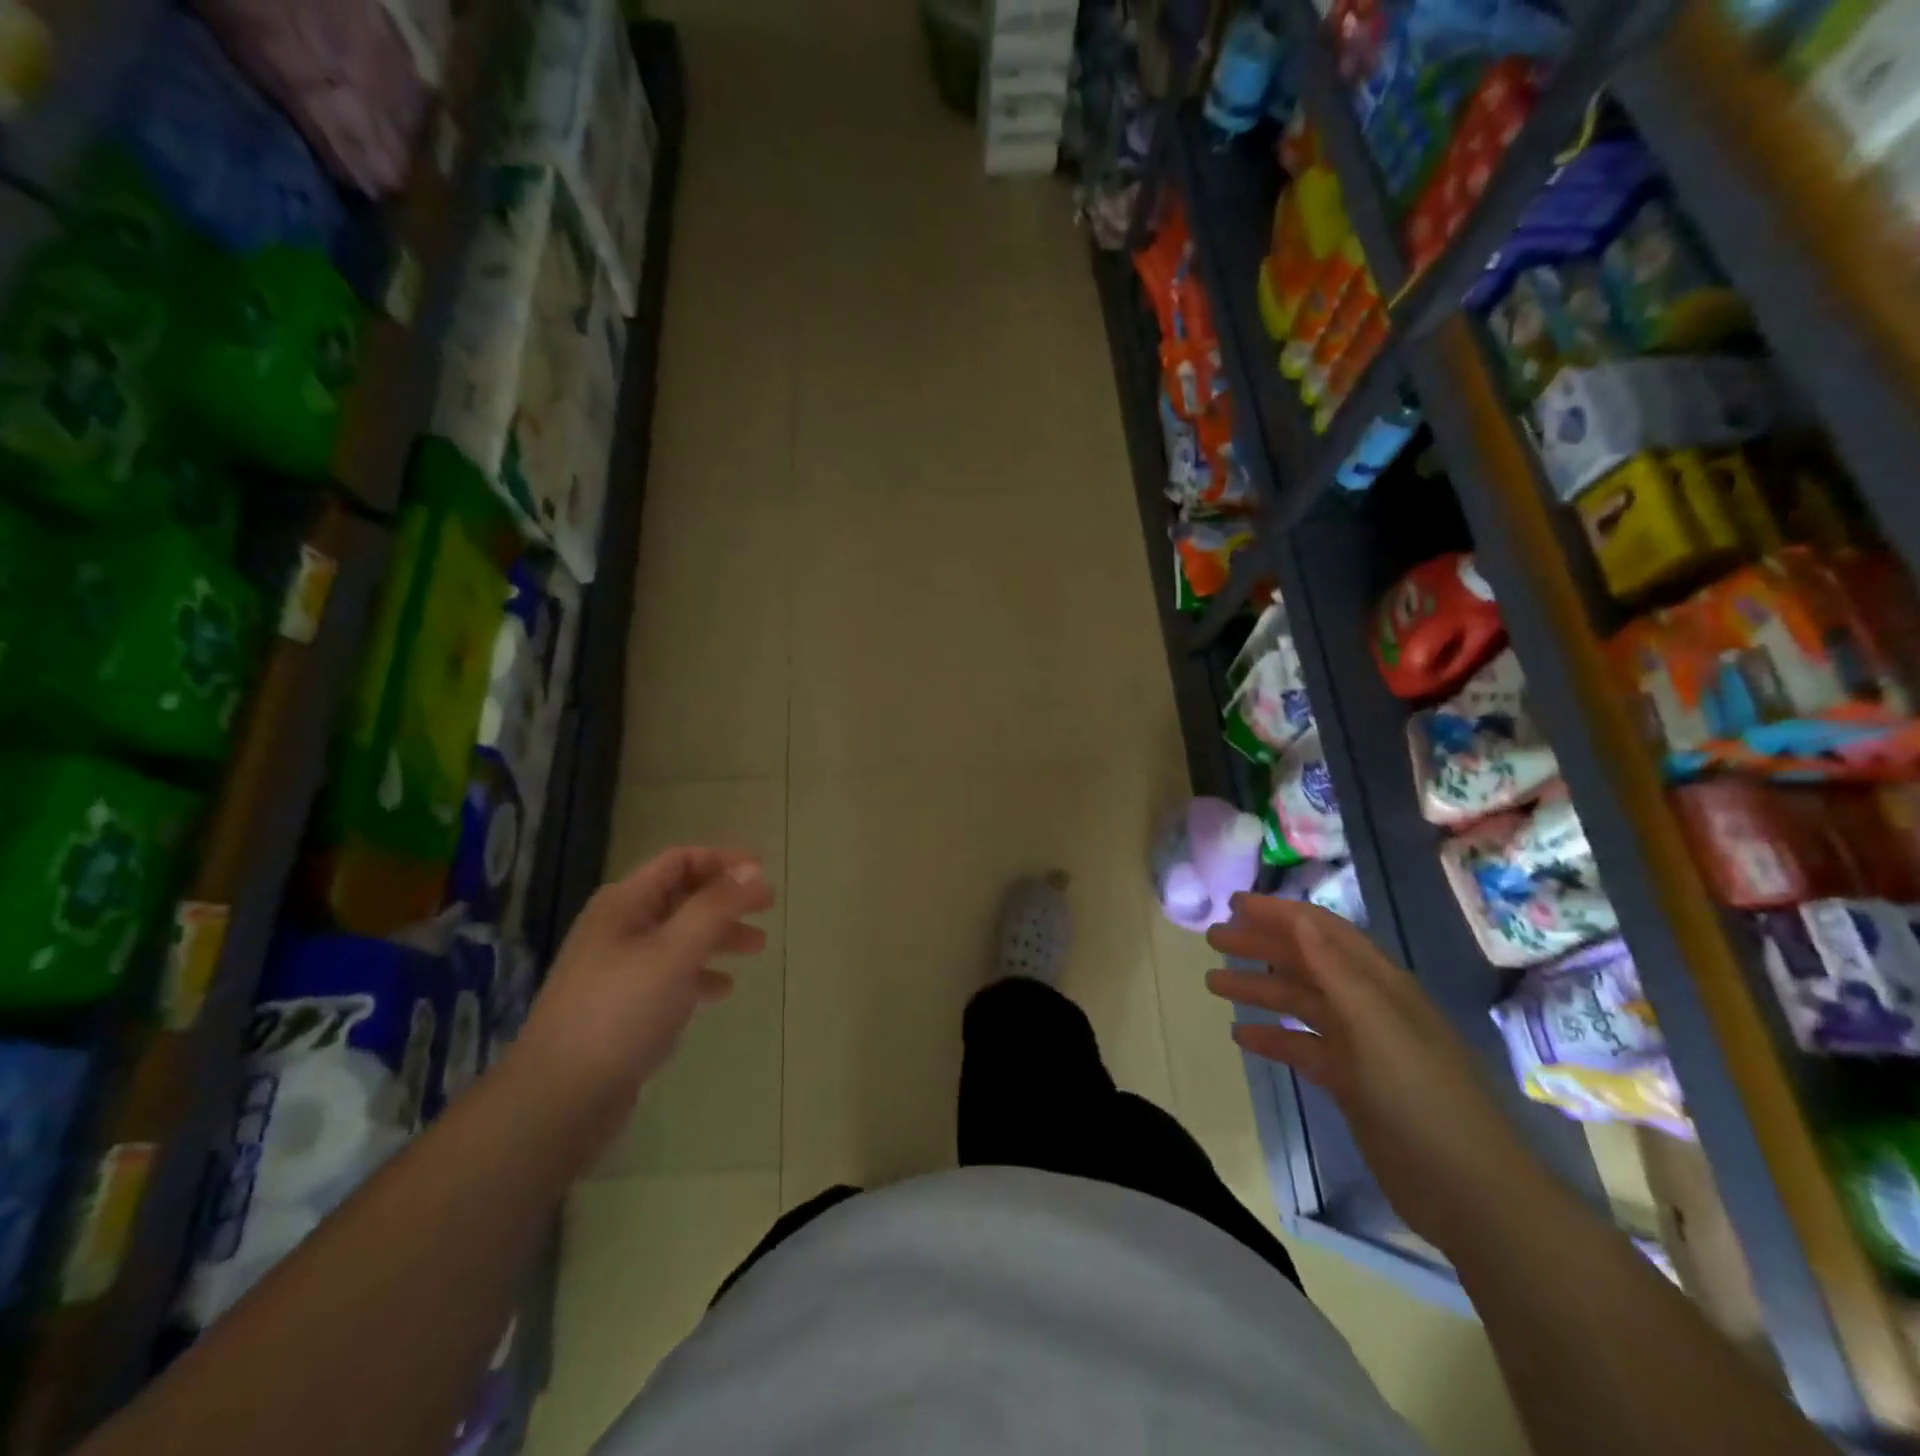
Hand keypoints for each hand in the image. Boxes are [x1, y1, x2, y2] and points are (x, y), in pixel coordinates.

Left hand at [511, 848, 774, 1159]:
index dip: (724, 860)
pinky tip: (721, 990)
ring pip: (680, 937)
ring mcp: (618, 968)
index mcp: (625, 904)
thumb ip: (716, 907)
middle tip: (768, 909)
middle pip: (682, 896)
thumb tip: (753, 870)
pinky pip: (670, 975)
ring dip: (719, 935)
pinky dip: (700, 974)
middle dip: (727, 899)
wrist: (560, 1098)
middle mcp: (619, 928)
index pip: (680, 861)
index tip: (764, 873)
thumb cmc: (621, 1012)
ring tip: (758, 948)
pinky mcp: (622, 1006)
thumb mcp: (675, 951)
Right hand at [1206, 894, 1557, 1253]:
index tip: (1234, 903)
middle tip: (1212, 939)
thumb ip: (1336, 970)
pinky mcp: (1350, 1082)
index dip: (1281, 913)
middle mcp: (1367, 1006)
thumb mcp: (1376, 1027)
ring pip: (1299, 1003)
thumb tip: (1299, 917)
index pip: (1323, 932)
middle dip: (1260, 946)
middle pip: (1305, 963)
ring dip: (1259, 989)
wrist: (1468, 1192)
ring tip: (1213, 984)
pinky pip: (1302, 1047)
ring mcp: (1358, 1046)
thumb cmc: (1421, 1098)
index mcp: (1379, 984)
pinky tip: (1240, 1037)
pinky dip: (1272, 1038)